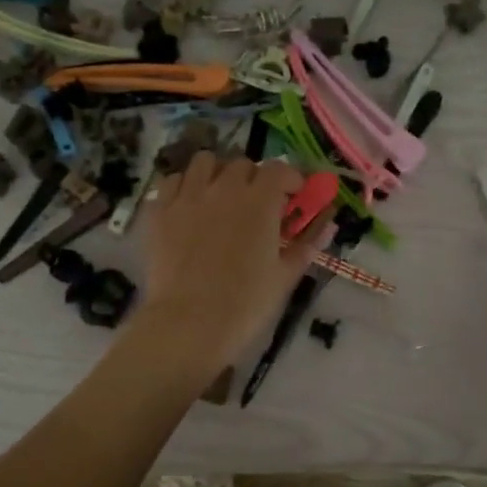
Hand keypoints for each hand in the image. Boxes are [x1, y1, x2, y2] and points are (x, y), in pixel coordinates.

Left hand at [133, 153, 323, 375]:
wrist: (189, 324)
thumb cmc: (246, 304)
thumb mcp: (285, 276)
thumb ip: (307, 244)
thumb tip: (328, 223)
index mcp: (259, 201)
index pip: (279, 169)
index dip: (290, 179)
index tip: (293, 197)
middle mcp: (223, 188)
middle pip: (242, 164)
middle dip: (254, 179)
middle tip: (257, 205)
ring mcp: (187, 196)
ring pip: (204, 162)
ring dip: (217, 173)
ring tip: (220, 197)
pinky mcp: (159, 211)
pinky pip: (171, 181)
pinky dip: (184, 187)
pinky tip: (188, 207)